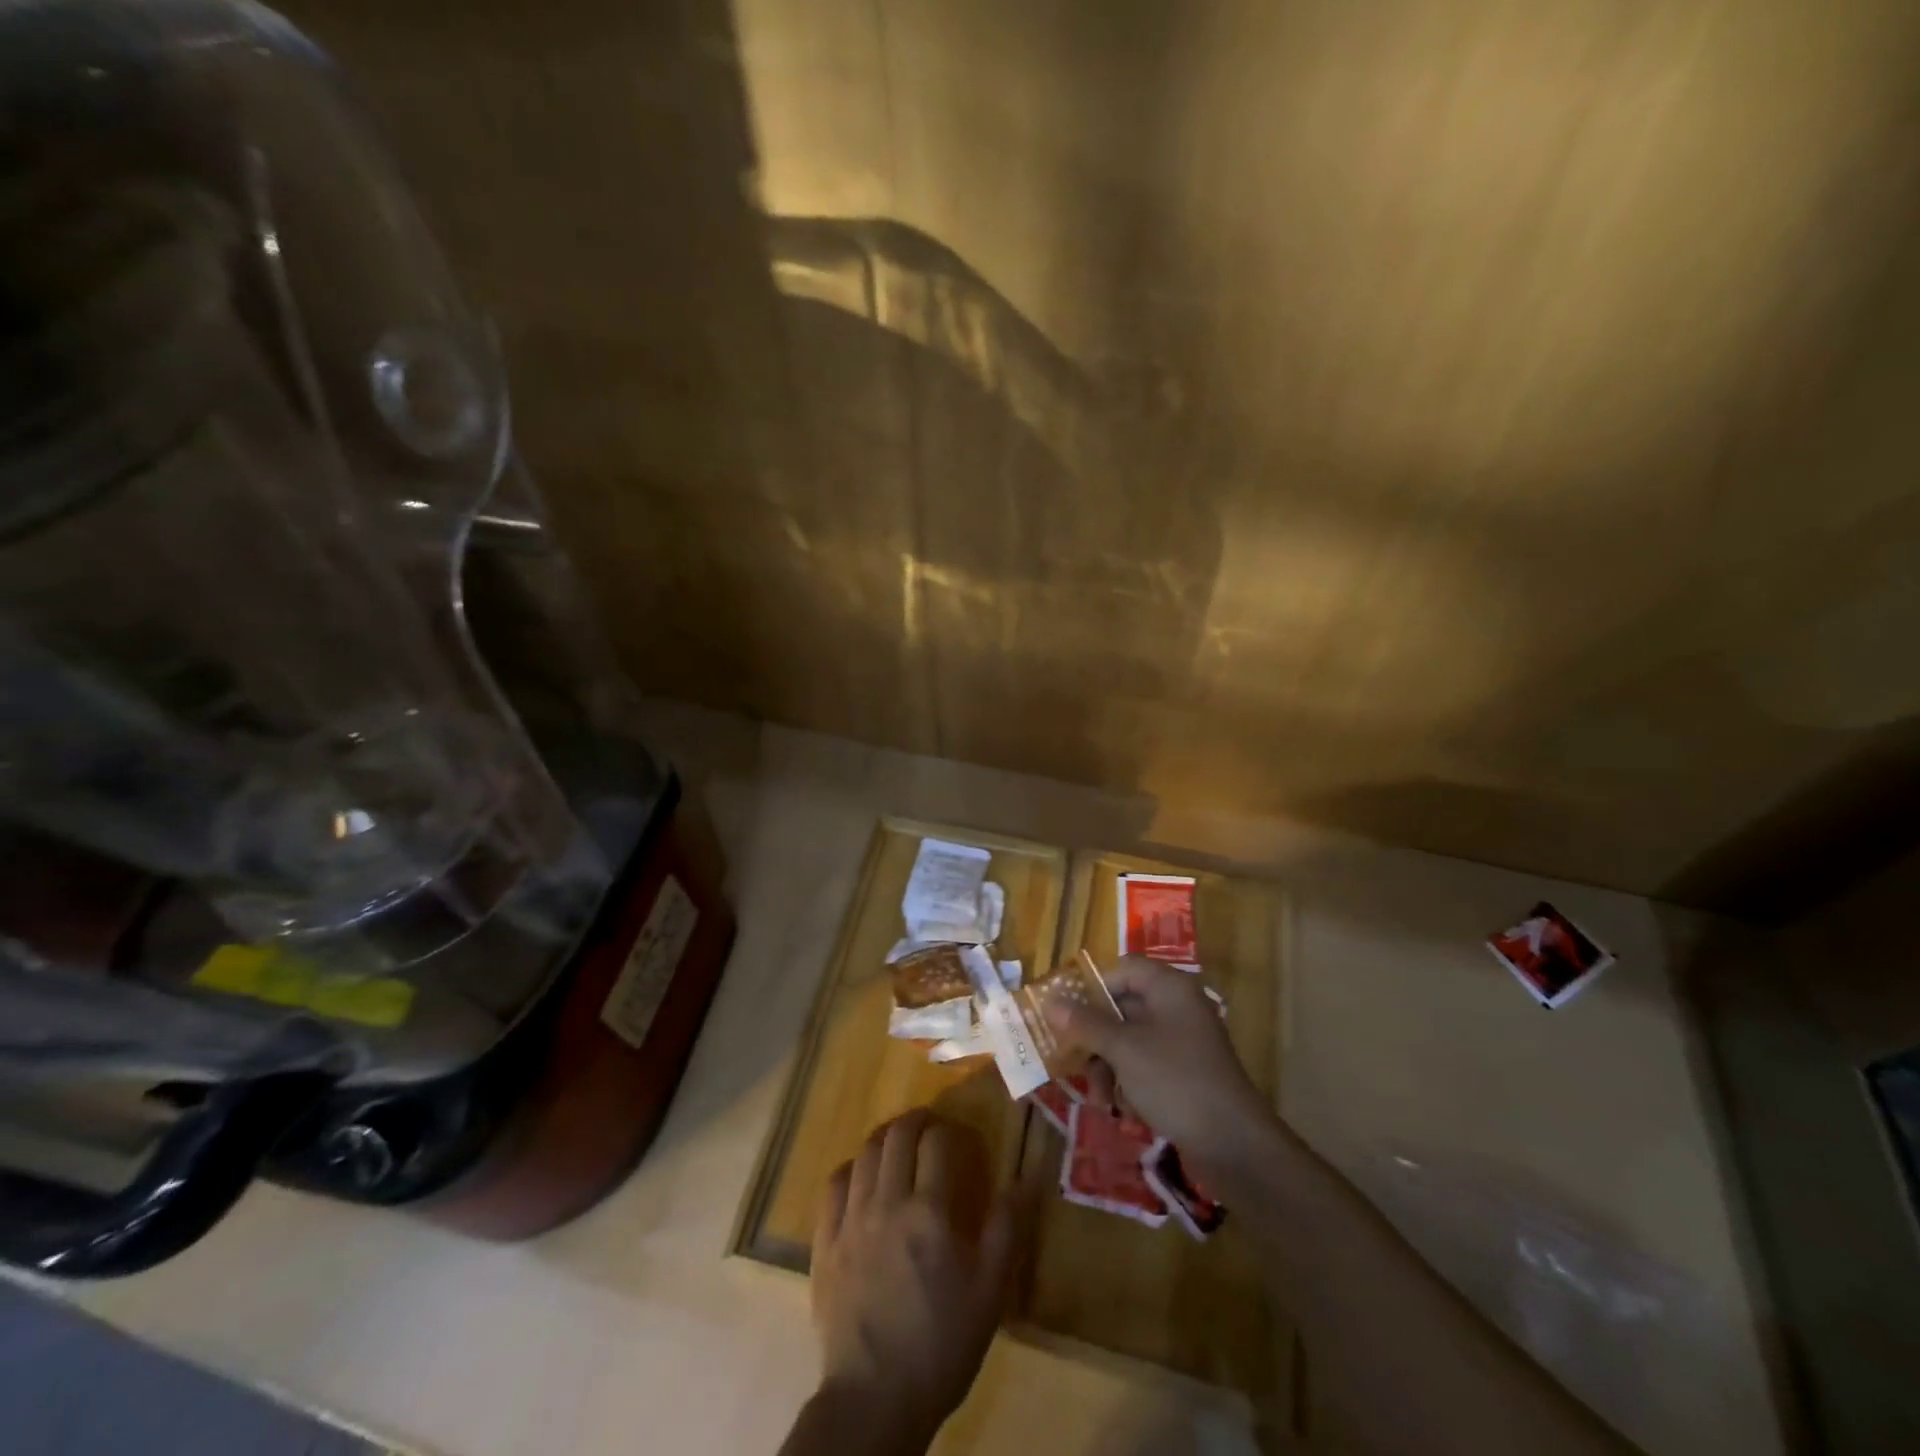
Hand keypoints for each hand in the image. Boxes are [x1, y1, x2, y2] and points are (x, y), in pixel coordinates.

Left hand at [808, 1110, 1013, 1449]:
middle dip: (915, 1120)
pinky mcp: (824, 1242)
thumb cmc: (941, 1343)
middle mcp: (887, 1203)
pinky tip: (860, 1176)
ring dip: (884, 1138)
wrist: (875, 1398)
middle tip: (928, 1123)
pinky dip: (851, 1169)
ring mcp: (850, 1220)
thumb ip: (1007, 1228)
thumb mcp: (989, 1291)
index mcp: (929, 1212)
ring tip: (897, 1141)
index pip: (936, 1143)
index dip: (947, 1130)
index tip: (955, 1135)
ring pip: (864, 1154)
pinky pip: (833, 1186)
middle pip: (896, 1137)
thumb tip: (1028, 1177)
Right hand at [1046, 955, 1276, 1178]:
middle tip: (1070, 1059)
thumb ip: (1086, 1023)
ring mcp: (1183, 1041)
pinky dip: (1129, 1082)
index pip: (1122, 970)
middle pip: (1122, 1006)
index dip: (1091, 987)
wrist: (1234, 1144)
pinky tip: (1123, 1110)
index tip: (1065, 1014)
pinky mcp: (1186, 1073)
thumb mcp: (1124, 1050)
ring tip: (1100, 1099)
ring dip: (1108, 1066)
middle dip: (1095, 1036)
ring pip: (1130, 1039)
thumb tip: (1051, 1001)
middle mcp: (1177, 1007)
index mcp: (1169, 988)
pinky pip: (1146, 1064)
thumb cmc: (1175, 1082)